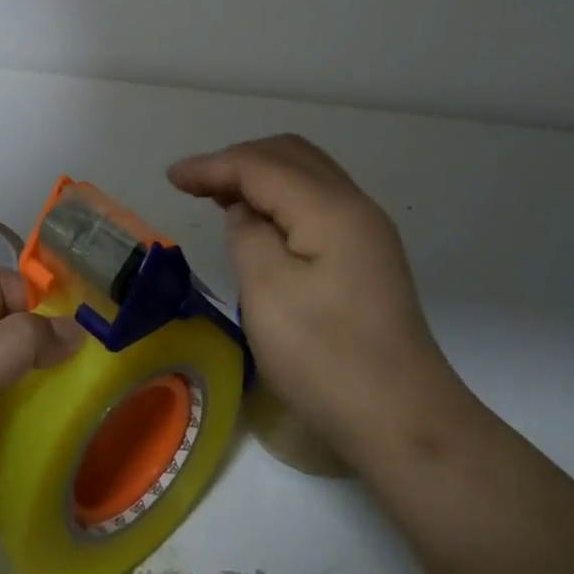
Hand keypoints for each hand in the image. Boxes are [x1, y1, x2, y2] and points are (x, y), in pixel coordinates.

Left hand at [0, 270, 80, 573]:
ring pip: (29, 377)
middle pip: (18, 330)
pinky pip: (31, 422)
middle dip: (57, 338)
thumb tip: (75, 332)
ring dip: (60, 383)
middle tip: (99, 357)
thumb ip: (18, 343)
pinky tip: (77, 434)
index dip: (33, 293)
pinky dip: (53, 423)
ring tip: (96, 395)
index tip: (73, 321)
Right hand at [168, 135, 464, 469]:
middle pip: (289, 155)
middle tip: (195, 186)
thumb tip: (244, 212)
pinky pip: (317, 202)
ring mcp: (367, 230)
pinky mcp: (368, 255)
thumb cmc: (325, 357)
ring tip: (219, 196)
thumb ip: (247, 235)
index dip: (212, 165)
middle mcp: (354, 205)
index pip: (261, 165)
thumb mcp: (267, 293)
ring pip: (307, 175)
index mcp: (329, 208)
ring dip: (260, 176)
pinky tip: (260, 221)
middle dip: (237, 161)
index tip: (171, 178)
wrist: (402, 418)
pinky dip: (281, 197)